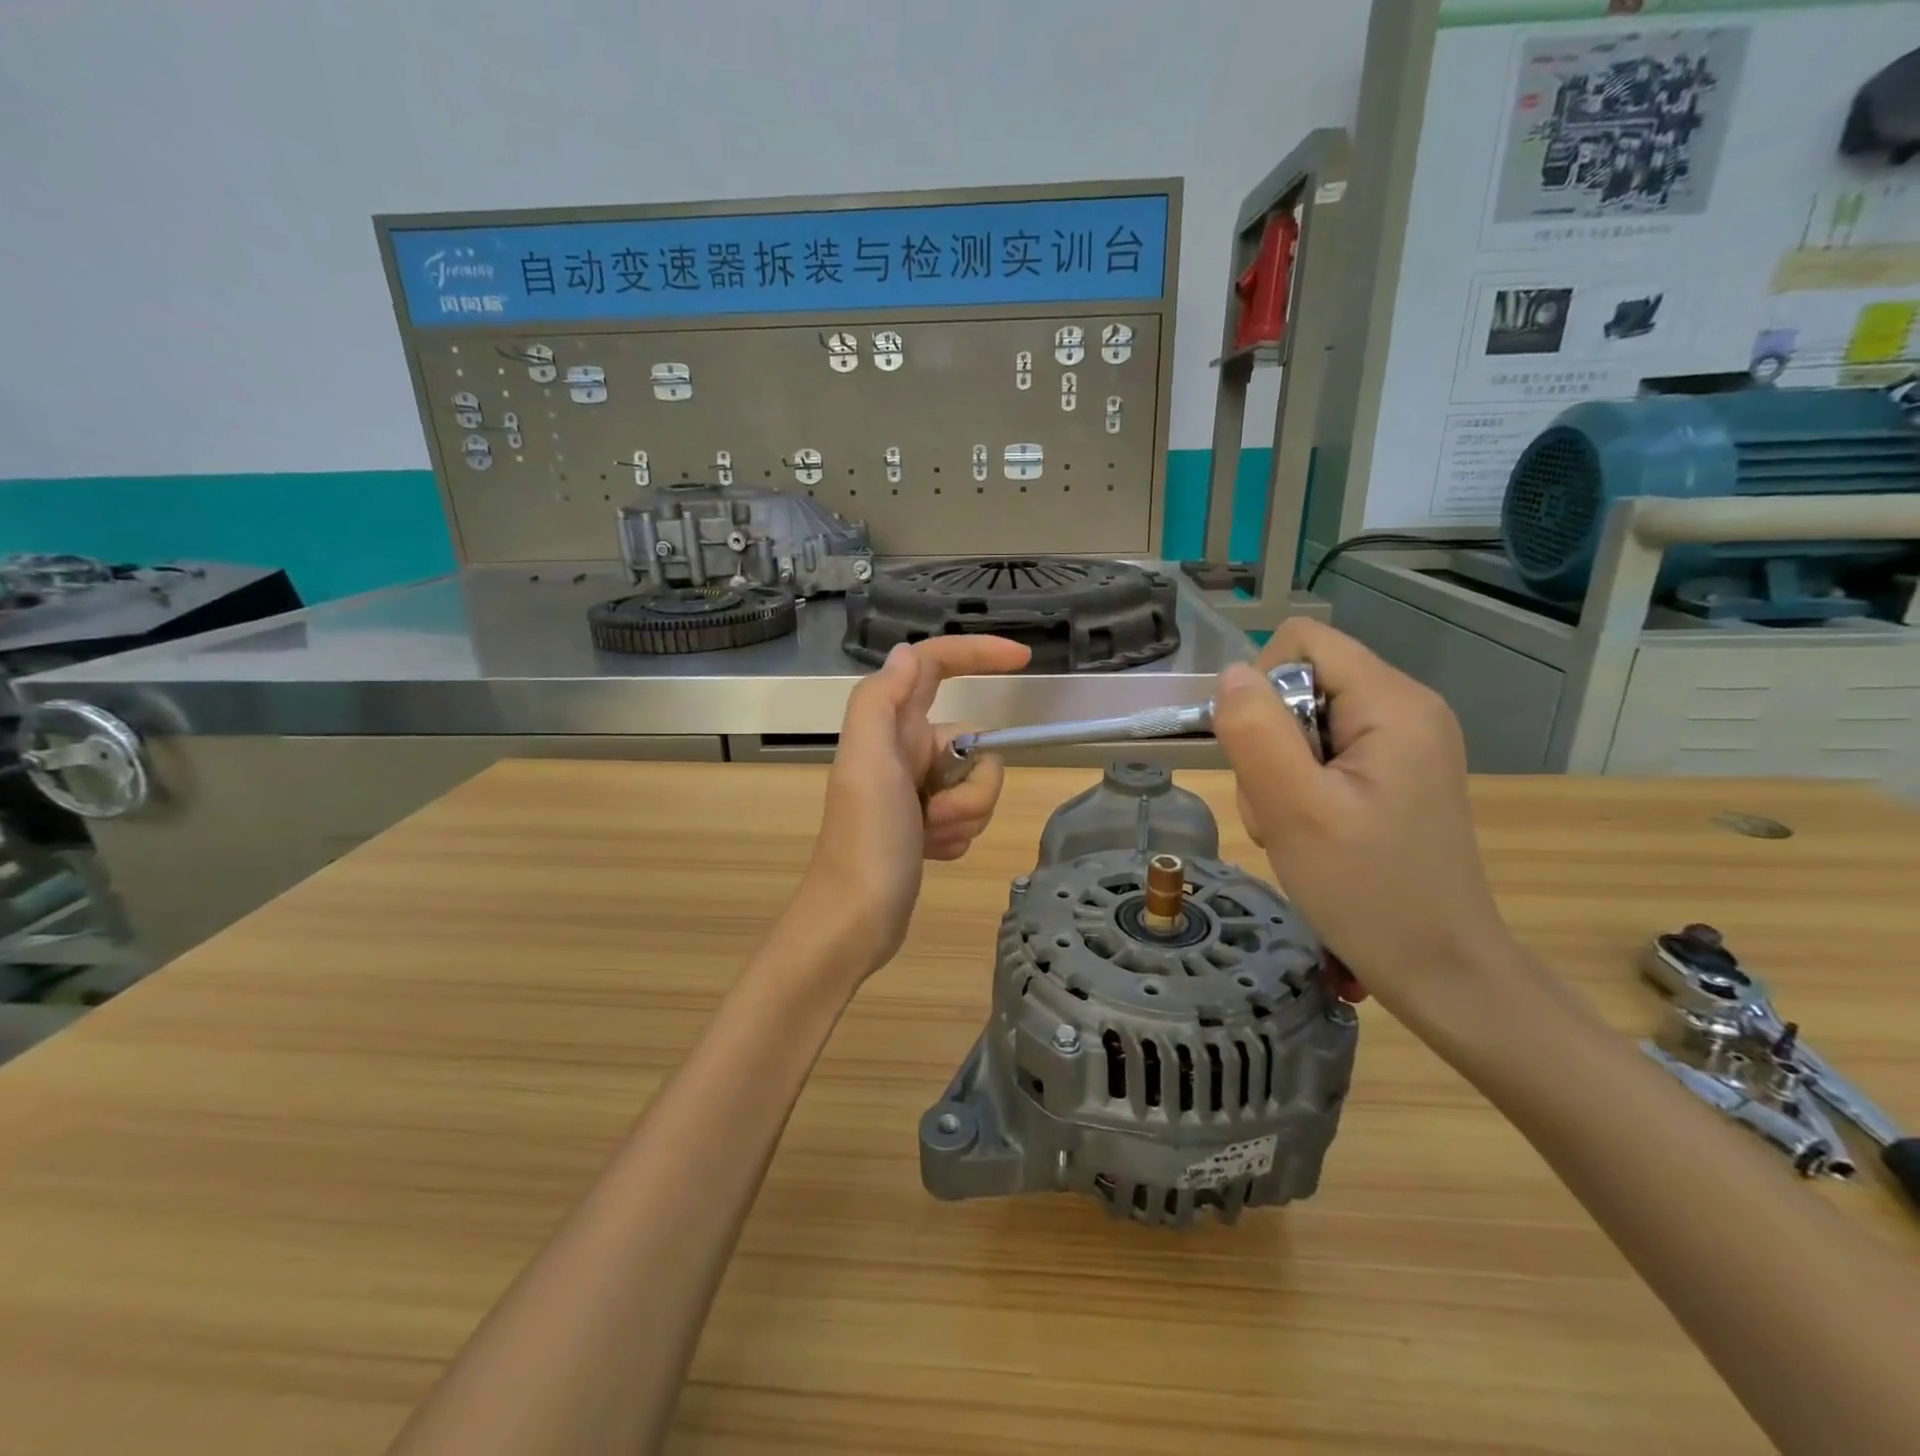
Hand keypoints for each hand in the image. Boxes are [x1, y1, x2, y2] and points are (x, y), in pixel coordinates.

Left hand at [790, 635, 1031, 980]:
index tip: (1023, 660)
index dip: (977, 653)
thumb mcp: (868, 761)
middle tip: (934, 814)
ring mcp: (917, 790)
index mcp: (890, 726)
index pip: (934, 667)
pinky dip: (958, 835)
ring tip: (929, 838)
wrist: (856, 919)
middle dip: (971, 783)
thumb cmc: (865, 839)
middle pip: (972, 743)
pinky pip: (969, 815)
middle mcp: (904, 750)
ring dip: (964, 814)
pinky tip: (931, 854)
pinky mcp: (925, 824)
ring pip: (977, 784)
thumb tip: (907, 652)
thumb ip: (882, 699)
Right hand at [1210, 619, 1524, 1033]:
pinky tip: (1312, 832)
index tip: (1261, 754)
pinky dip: (1300, 789)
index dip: (1260, 687)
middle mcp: (1407, 709)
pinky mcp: (1396, 776)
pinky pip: (1324, 756)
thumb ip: (1255, 732)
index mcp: (1394, 703)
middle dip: (1270, 742)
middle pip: (1301, 684)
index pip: (1302, 643)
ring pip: (1304, 724)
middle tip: (1282, 806)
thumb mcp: (1295, 811)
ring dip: (1280, 773)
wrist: (1443, 971)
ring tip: (1297, 827)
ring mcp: (1404, 745)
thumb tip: (1229, 676)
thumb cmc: (1369, 892)